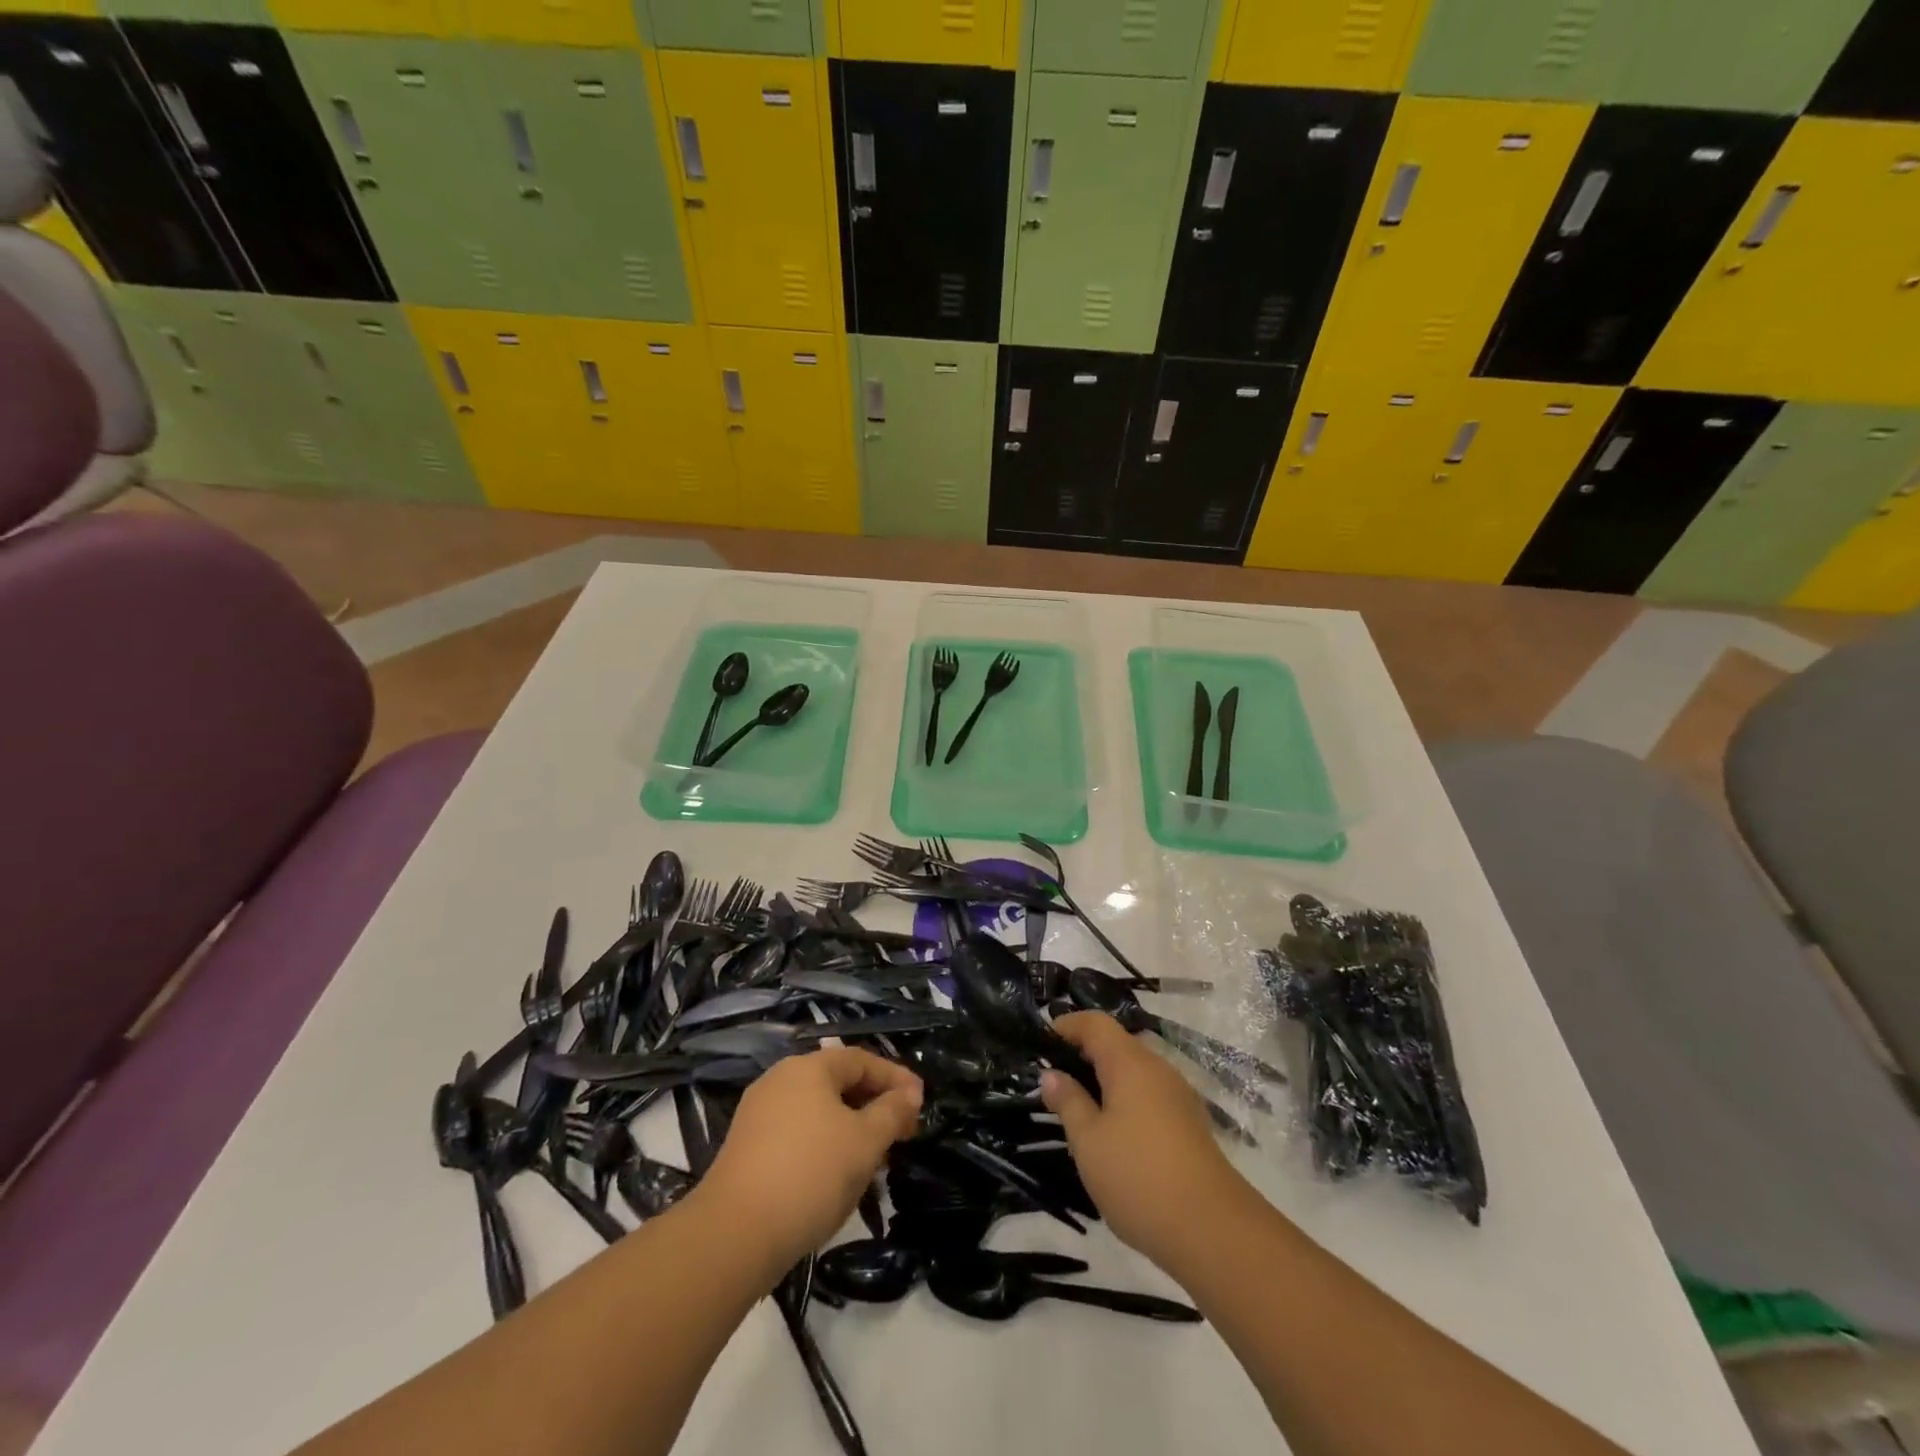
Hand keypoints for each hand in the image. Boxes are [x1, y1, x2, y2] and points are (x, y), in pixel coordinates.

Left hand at [699, 1048, 921, 1268]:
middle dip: (874, 1104)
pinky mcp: (746, 1147)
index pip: (862, 1060)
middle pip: (838, 1082)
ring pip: (818, 1110)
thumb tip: (910, 1094)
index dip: (895, 1078)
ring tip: (874, 1158)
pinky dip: (825, 1143)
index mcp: (809, 1067)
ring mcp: (759, 1113)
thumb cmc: (810, 1175)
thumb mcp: (865, 1142)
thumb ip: (892, 1112)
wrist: (733, 1235)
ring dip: (851, 1127)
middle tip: (902, 1132)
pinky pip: (798, 1132)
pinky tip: (837, 1174)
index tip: (920, 1103)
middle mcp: (780, 1079)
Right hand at [1041, 1012, 1245, 1268]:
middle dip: (1083, 1055)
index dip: (1067, 1025)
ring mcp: (1178, 1097)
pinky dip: (1125, 1101)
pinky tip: (1112, 1134)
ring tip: (1077, 1109)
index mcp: (1130, 1063)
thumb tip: (1051, 1074)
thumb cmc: (1138, 1177)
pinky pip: (1149, 1096)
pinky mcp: (1189, 1124)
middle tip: (1053, 1080)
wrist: (1214, 1231)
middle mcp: (1157, 1069)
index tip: (1040, 1043)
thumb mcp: (1088, 1141)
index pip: (1095, 1023)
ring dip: (1104, 1080)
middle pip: (1116, 1045)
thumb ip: (1068, 1102)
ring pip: (1134, 1072)